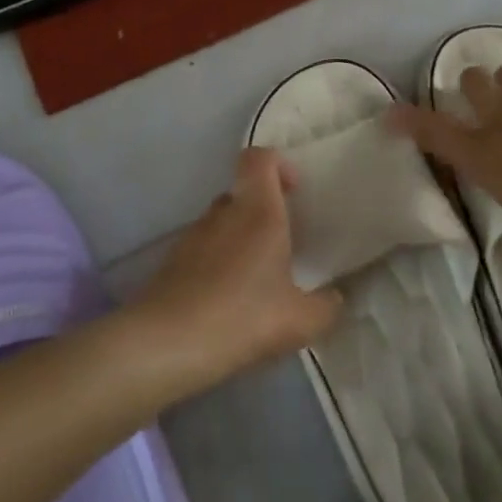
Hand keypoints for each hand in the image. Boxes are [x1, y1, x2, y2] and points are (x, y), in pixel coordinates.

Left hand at [133, 148, 341, 390]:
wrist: (167, 343)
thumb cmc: (243, 316)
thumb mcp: (301, 320)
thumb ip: (326, 306)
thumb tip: (334, 299)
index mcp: (258, 211)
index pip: (259, 158)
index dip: (278, 164)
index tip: (295, 190)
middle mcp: (224, 213)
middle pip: (243, 191)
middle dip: (263, 209)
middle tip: (283, 242)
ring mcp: (193, 234)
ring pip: (222, 221)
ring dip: (240, 237)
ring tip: (257, 277)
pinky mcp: (173, 260)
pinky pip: (203, 248)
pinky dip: (218, 262)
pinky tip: (229, 299)